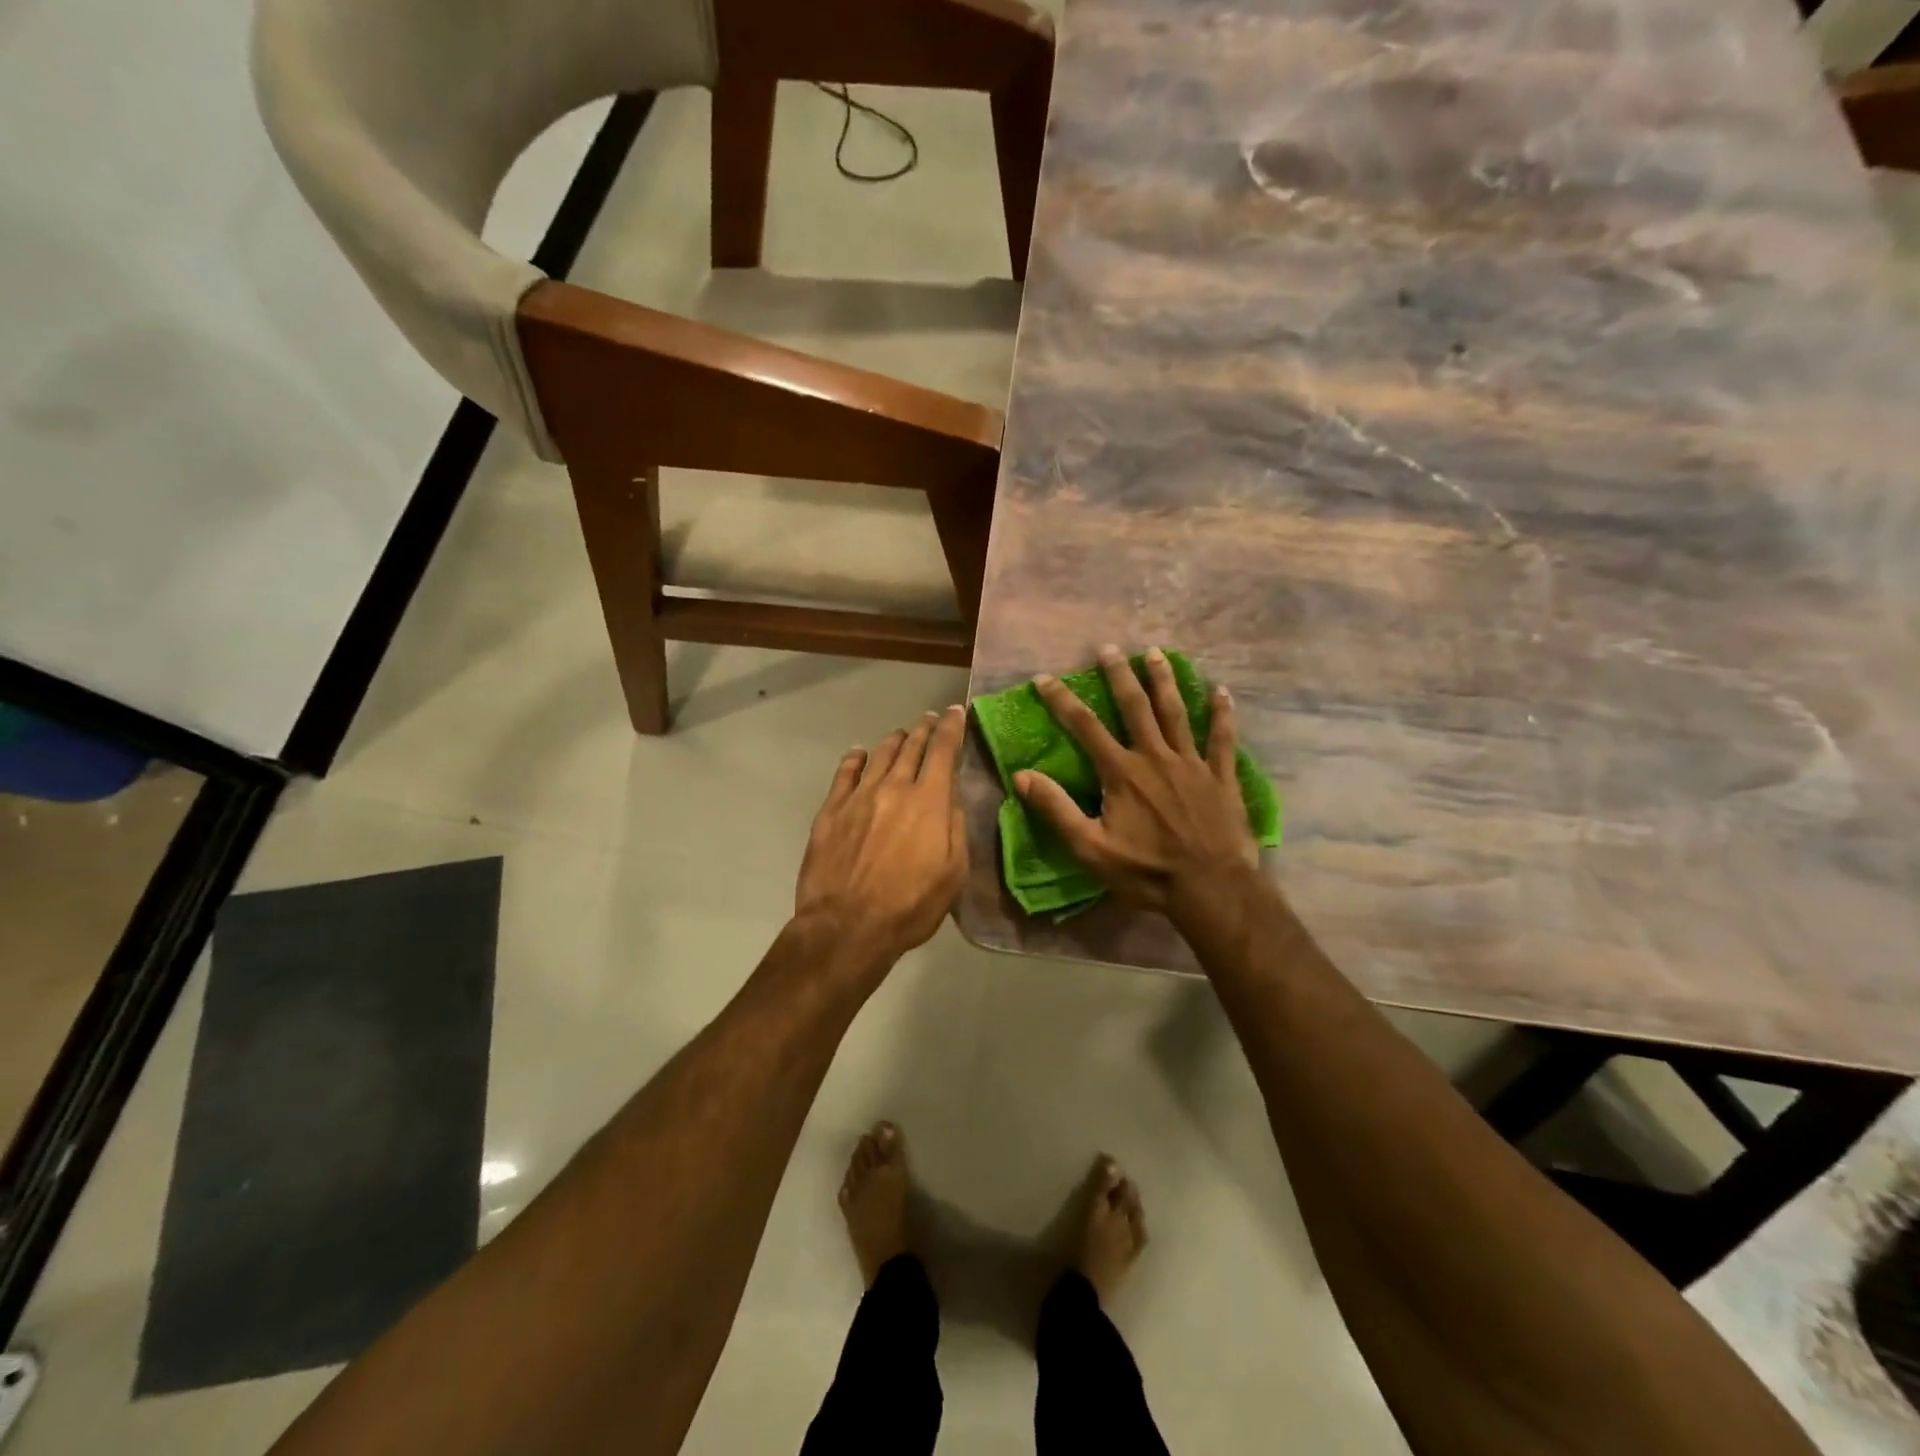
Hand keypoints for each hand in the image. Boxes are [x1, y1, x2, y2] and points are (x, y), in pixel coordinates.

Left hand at [794, 705, 969, 969]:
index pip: (943, 751)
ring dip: (894, 740)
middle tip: (930, 719)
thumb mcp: (953, 874)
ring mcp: (858, 796)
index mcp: (928, 801)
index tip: (955, 712)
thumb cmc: (909, 906)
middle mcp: (893, 788)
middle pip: (911, 746)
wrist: (846, 926)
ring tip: (902, 735)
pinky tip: (859, 754)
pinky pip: (844, 773)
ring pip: (879, 755)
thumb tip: (951, 800)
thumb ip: (956, 830)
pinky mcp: (830, 810)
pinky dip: (855, 758)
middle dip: (923, 729)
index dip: (951, 727)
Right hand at [1016, 645, 1257, 913]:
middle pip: (1135, 706)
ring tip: (1155, 653)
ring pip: (1176, 712)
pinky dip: (1221, 714)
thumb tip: (1021, 776)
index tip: (1044, 678)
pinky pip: (1222, 739)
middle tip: (1108, 648)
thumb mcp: (1090, 848)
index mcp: (1122, 772)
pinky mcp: (1221, 777)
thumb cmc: (1146, 871)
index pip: (1085, 726)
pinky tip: (1221, 692)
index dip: (1061, 700)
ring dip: (1164, 681)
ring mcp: (1192, 763)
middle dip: (1119, 675)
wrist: (1211, 889)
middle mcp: (1155, 756)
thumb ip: (1056, 809)